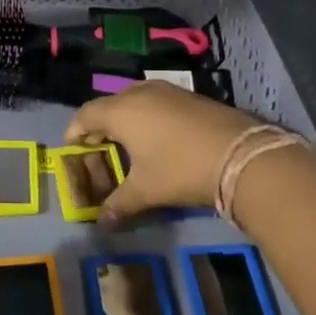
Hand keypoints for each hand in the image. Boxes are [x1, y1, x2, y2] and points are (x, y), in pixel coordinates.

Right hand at [64, 83, 258, 226]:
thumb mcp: (146, 191)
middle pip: (109, 106)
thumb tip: (102, 223)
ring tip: (130, 145)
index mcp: (121, 111)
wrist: (243, 155)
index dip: (74, 132)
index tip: (72, 149)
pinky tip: (160, 140)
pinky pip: (158, 103)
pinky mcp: (192, 97)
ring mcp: (169, 91)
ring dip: (127, 120)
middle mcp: (140, 93)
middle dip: (101, 127)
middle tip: (100, 150)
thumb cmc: (180, 169)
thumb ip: (119, 205)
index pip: (85, 115)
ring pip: (135, 101)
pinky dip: (150, 118)